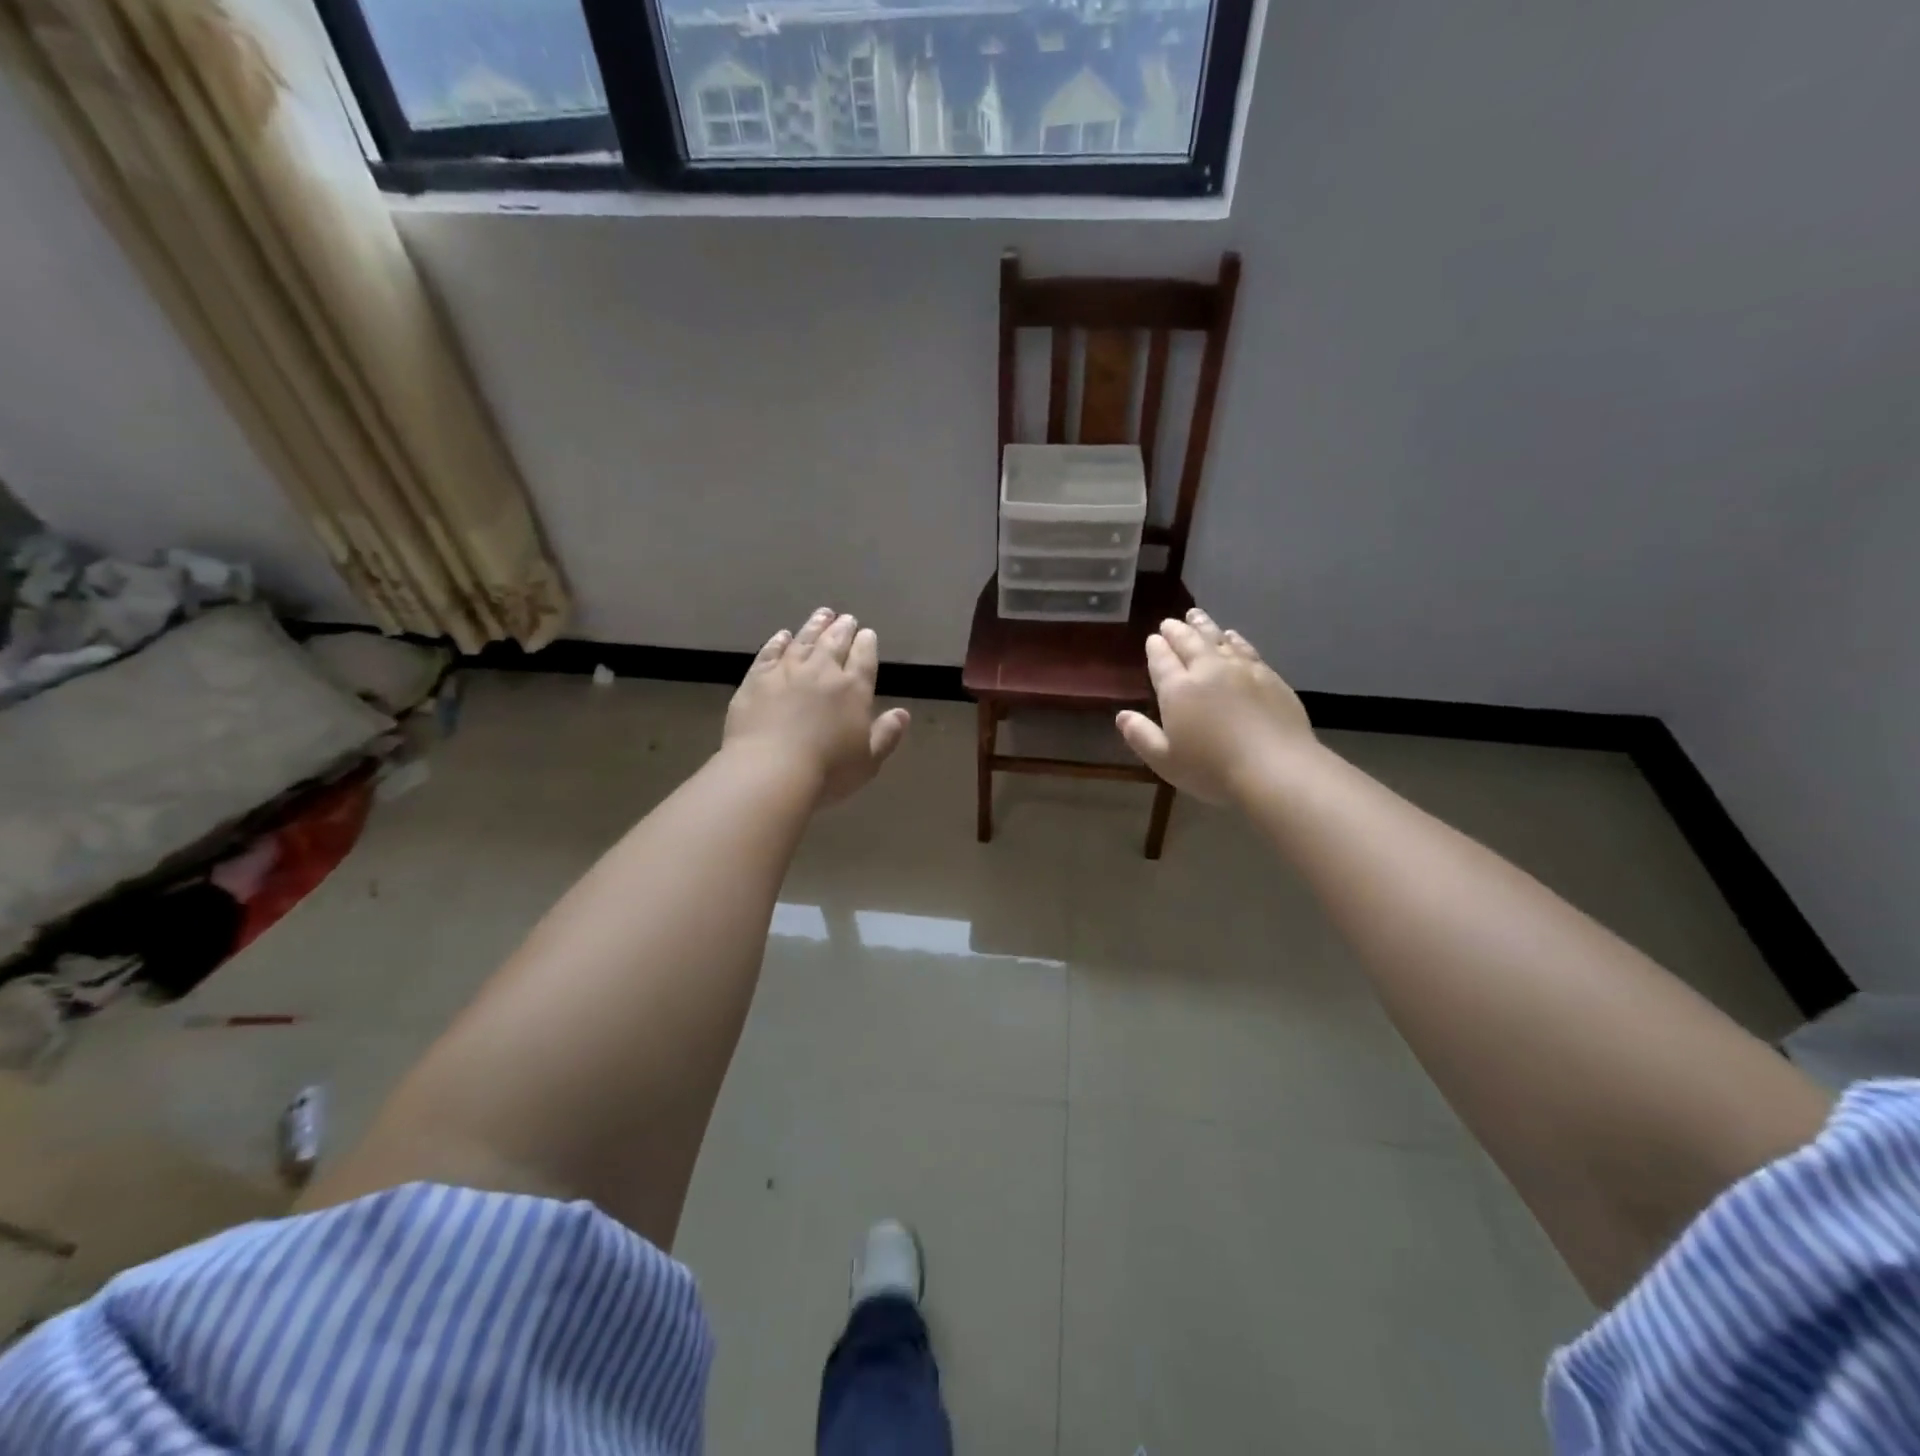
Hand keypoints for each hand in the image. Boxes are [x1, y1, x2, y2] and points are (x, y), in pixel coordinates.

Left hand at [724, 608, 911, 805]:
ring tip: (822, 614)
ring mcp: (786, 671)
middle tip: (846, 618)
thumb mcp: (869, 761)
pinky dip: (778, 641)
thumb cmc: (827, 771)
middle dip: (843, 628)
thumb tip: (903, 714)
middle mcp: (822, 671)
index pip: (864, 657)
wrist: (770, 770)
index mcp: (854, 688)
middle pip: (834, 642)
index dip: (866, 643)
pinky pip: (769, 652)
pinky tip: (783, 635)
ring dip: (814, 625)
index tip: (867, 633)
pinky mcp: (756, 679)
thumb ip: (887, 734)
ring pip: (804, 640)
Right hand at [1115, 608, 1314, 804]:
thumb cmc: (1212, 769)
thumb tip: (1122, 716)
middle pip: (1189, 642)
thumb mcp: (1165, 760)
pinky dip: (1234, 639)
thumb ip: (1141, 736)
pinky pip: (1245, 648)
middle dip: (1177, 631)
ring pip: (1218, 639)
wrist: (1276, 768)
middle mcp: (1207, 670)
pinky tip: (1232, 636)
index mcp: (1178, 689)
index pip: (1162, 660)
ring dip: (1204, 626)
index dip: (1156, 648)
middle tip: (1170, 623)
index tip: (1153, 639)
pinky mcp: (1268, 676)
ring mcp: (1241, 670)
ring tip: (1196, 616)